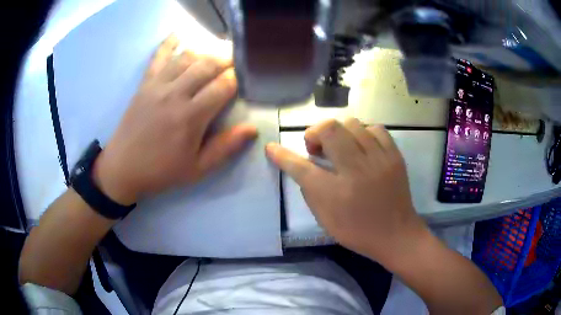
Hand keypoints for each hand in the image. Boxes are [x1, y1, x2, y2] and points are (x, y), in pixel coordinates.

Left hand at [93, 35, 256, 204]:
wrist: (123, 168)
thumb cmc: (161, 171)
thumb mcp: (197, 169)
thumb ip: (225, 147)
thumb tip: (252, 129)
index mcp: (190, 117)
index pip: (222, 86)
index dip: (238, 78)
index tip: (246, 77)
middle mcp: (175, 94)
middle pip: (207, 65)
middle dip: (226, 59)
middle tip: (237, 60)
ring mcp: (157, 85)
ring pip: (186, 57)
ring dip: (205, 51)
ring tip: (216, 53)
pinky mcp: (144, 84)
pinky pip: (157, 57)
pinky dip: (168, 43)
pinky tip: (178, 34)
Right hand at [266, 118, 426, 263]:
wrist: (396, 235)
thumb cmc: (357, 231)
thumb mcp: (325, 218)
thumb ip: (310, 190)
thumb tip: (302, 166)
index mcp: (335, 193)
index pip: (300, 167)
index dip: (282, 155)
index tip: (271, 147)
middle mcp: (357, 170)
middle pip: (329, 129)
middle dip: (315, 133)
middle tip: (318, 149)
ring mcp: (379, 159)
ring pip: (352, 123)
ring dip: (339, 132)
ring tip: (341, 147)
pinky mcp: (395, 156)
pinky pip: (376, 129)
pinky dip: (363, 133)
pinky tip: (362, 147)